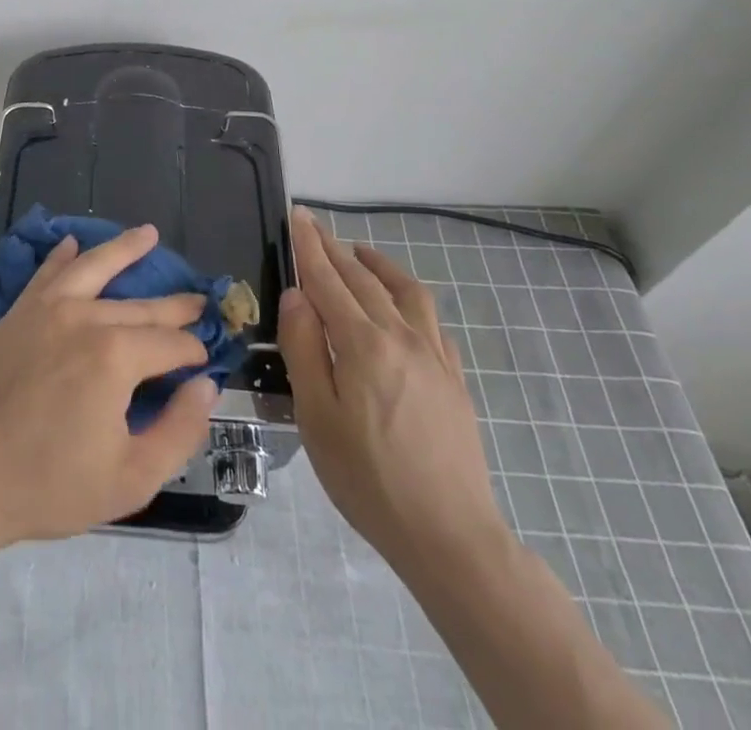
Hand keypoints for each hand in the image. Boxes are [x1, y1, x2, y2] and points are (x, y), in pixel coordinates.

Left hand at [0, 224, 217, 545]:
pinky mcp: (18, 312)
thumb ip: (179, 431)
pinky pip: (47, 273)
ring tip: (149, 234)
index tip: (204, 362)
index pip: (171, 344)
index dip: (193, 352)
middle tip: (199, 301)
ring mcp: (47, 308)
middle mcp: (85, 317)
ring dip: (124, 248)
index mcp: (116, 355)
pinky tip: (72, 242)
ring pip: (94, 267)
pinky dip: (62, 255)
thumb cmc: (47, 484)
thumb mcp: (130, 479)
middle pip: (141, 306)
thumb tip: (206, 386)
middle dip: (174, 306)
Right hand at [277, 206, 508, 580]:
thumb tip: (297, 296)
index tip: (298, 216)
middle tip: (314, 226)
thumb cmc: (367, 478)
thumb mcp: (316, 416)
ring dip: (377, 264)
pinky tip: (402, 307)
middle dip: (334, 248)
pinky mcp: (453, 378)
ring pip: (405, 291)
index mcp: (363, 343)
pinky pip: (431, 320)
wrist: (449, 535)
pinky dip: (409, 298)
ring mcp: (434, 356)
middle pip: (363, 279)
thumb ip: (304, 349)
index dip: (310, 247)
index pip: (328, 280)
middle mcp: (401, 336)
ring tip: (358, 252)